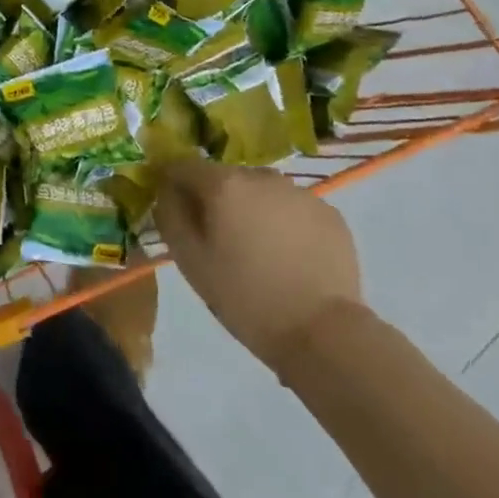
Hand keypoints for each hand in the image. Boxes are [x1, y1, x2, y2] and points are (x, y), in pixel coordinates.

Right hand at [156, 161, 362, 372]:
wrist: (322, 332)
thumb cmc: (245, 297)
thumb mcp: (189, 260)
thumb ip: (170, 215)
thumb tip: (167, 191)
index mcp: (224, 184)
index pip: (184, 165)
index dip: (172, 182)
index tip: (174, 209)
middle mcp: (262, 177)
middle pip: (225, 177)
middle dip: (215, 199)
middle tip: (218, 239)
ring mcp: (301, 193)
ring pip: (261, 191)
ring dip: (251, 209)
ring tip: (257, 249)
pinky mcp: (330, 214)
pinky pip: (292, 208)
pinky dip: (284, 222)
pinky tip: (288, 257)